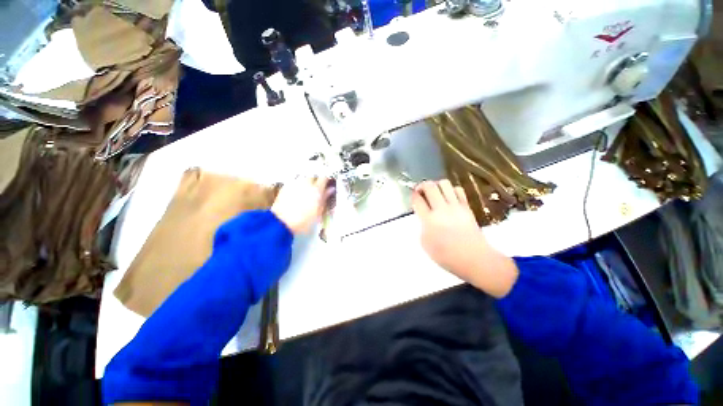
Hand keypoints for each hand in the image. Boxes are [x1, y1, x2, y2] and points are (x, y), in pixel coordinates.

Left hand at [272, 176, 330, 234]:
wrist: (281, 223)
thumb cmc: (304, 221)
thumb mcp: (319, 212)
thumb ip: (325, 199)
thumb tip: (331, 190)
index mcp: (316, 190)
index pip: (324, 178)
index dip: (326, 179)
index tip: (328, 182)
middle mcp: (306, 184)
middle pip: (313, 176)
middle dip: (316, 179)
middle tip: (318, 187)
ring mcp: (294, 184)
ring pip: (303, 177)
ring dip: (306, 181)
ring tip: (307, 189)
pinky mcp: (285, 187)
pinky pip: (294, 181)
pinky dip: (297, 185)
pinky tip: (297, 192)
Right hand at [411, 180, 517, 297]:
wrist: (474, 259)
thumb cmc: (447, 256)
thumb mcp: (425, 244)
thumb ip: (422, 226)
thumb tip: (424, 217)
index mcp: (429, 220)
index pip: (417, 200)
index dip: (413, 195)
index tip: (413, 196)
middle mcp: (441, 209)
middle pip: (430, 186)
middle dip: (422, 185)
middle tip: (421, 191)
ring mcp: (456, 207)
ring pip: (444, 184)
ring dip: (437, 185)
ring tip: (435, 193)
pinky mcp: (466, 207)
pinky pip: (458, 190)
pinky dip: (451, 190)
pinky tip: (449, 197)